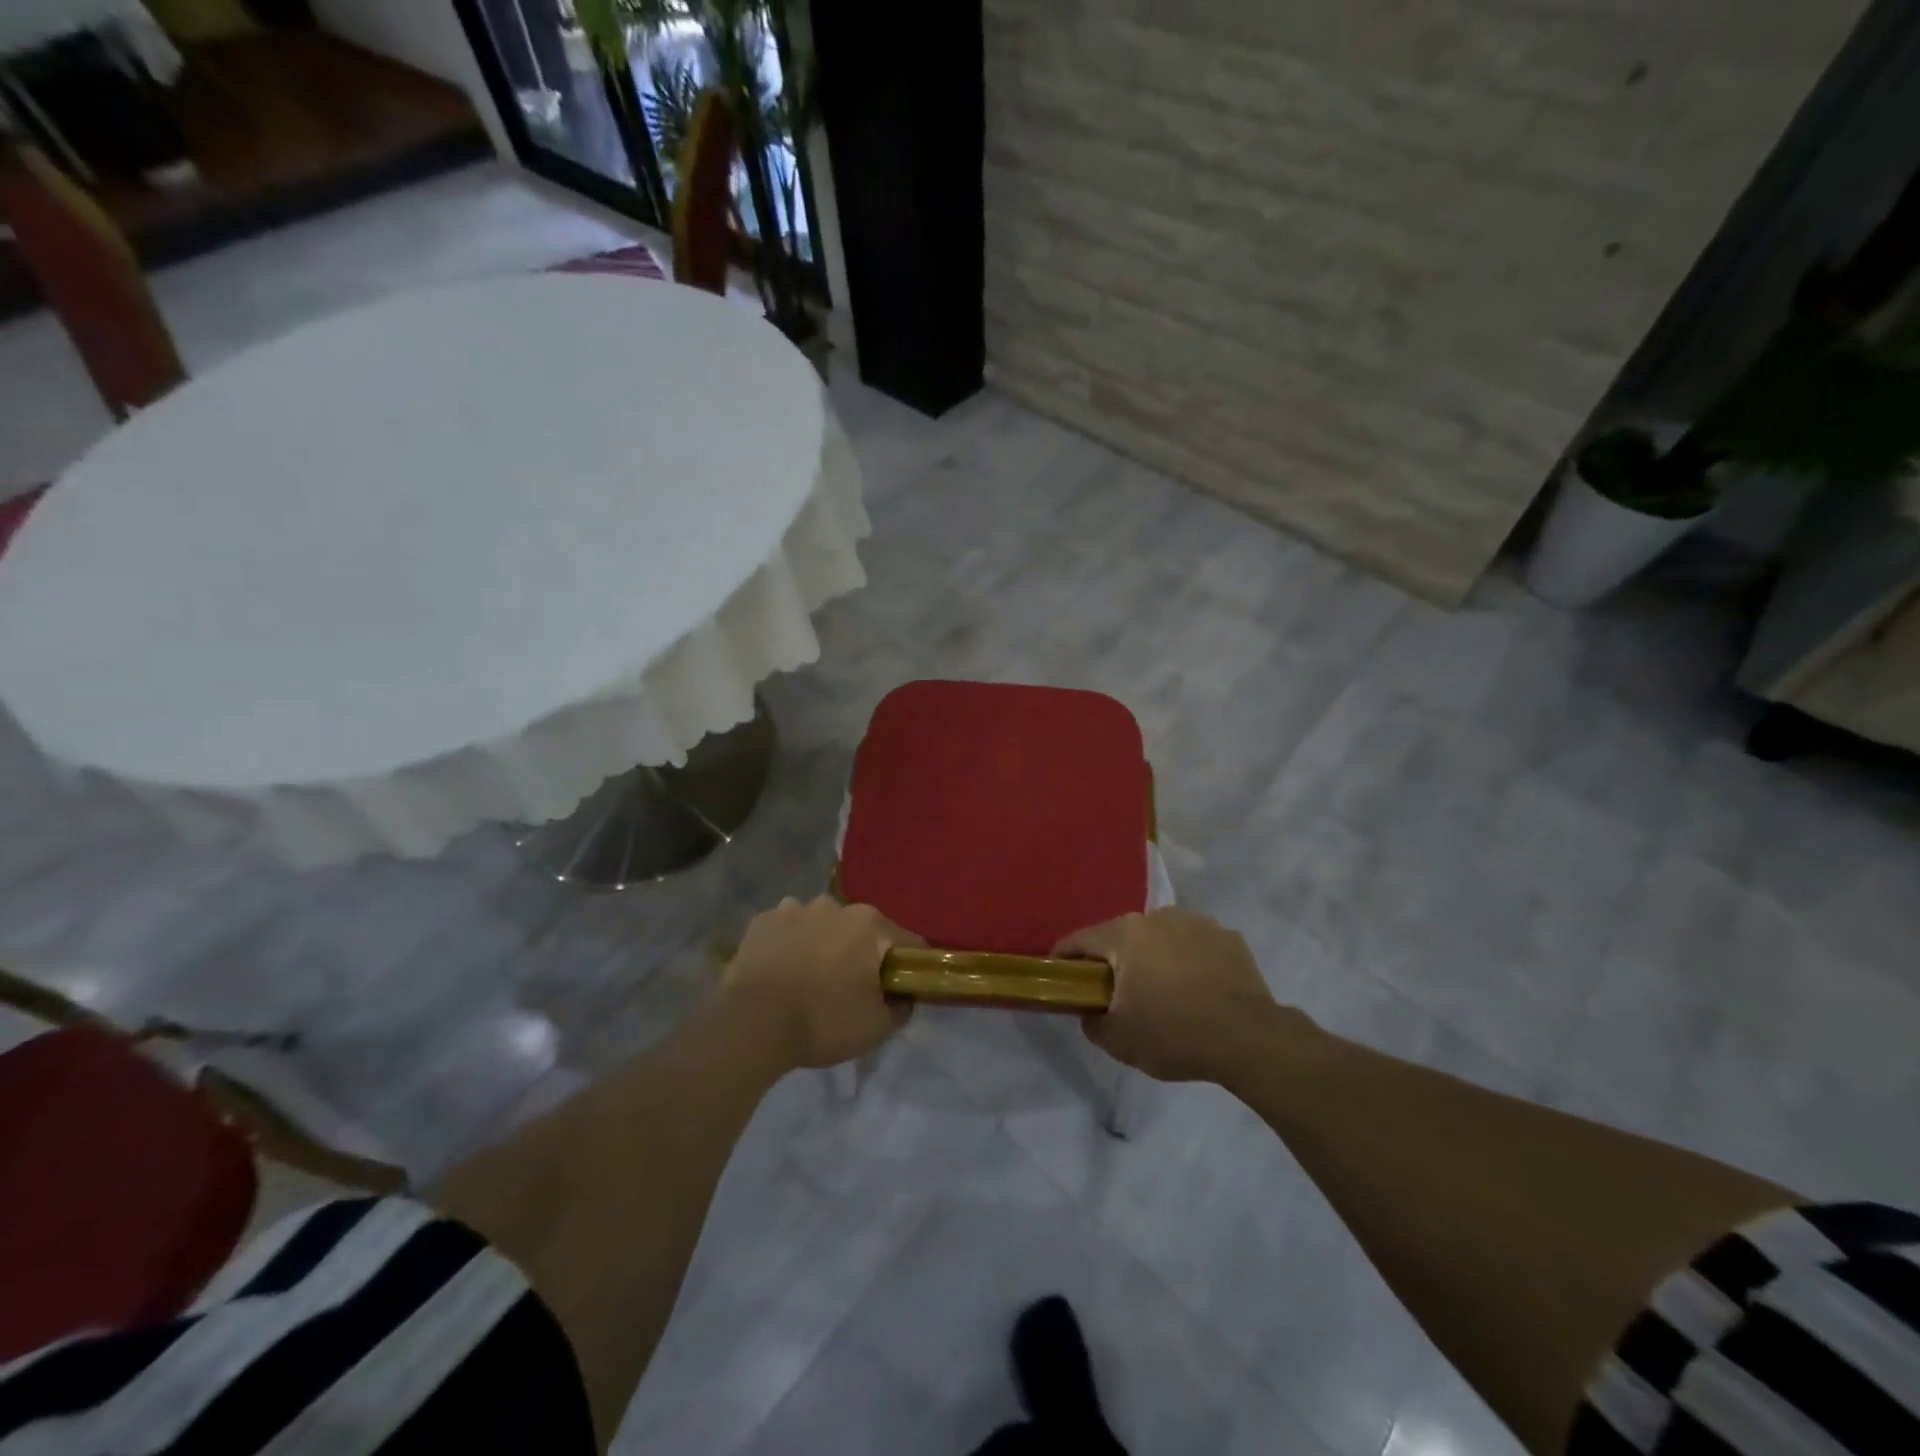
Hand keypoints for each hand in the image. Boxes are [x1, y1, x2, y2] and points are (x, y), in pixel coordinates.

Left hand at [720, 897, 922, 1068]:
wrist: (752, 1025)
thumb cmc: (823, 1021)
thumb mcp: (877, 1026)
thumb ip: (902, 1006)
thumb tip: (904, 995)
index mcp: (869, 924)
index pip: (907, 941)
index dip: (909, 966)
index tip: (900, 988)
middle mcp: (835, 906)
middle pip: (861, 930)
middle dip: (861, 953)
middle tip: (851, 988)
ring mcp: (794, 908)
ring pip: (821, 925)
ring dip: (823, 944)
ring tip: (810, 979)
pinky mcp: (762, 921)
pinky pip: (787, 930)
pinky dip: (790, 945)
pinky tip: (782, 971)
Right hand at [1056, 908, 1277, 1082]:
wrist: (1249, 1038)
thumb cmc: (1174, 1033)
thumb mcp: (1119, 1040)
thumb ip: (1092, 1022)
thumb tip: (1090, 1012)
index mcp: (1125, 934)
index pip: (1080, 940)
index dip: (1064, 958)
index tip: (1059, 975)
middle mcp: (1158, 917)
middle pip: (1123, 936)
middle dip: (1115, 960)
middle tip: (1116, 992)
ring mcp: (1198, 922)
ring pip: (1162, 938)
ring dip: (1155, 958)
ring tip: (1164, 992)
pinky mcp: (1229, 938)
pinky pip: (1196, 946)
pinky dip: (1190, 962)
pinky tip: (1198, 990)